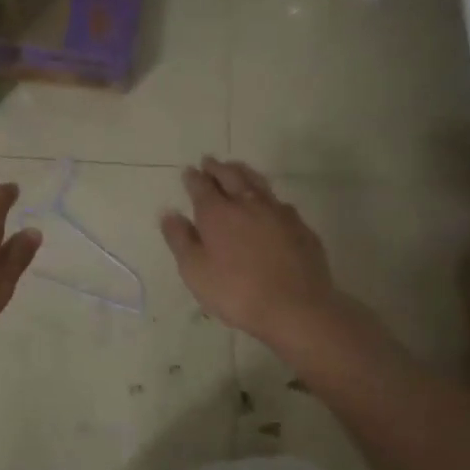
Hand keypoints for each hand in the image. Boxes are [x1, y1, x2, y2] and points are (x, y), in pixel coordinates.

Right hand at [160, 157, 346, 348]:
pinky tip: (269, 203)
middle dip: (217, 167)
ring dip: (243, 172)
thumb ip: (180, 239)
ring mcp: (278, 212)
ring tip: (236, 168)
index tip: (188, 171)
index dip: (193, 178)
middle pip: (230, 176)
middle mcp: (247, 204)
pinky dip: (267, 196)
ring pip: (257, 182)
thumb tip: (169, 213)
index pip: (201, 186)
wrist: (296, 307)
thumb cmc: (236, 291)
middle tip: (209, 161)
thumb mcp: (195, 271)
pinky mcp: (300, 226)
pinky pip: (279, 202)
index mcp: (217, 213)